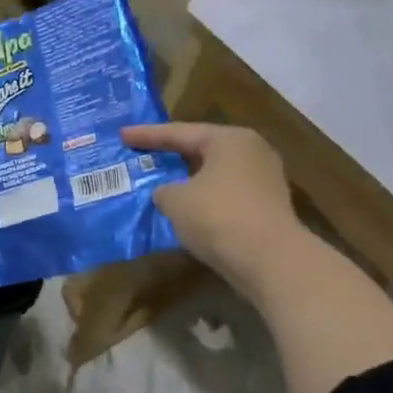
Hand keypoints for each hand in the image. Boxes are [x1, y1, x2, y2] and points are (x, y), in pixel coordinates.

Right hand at [121, 122, 304, 307]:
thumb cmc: (218, 216)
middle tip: (143, 154)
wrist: (270, 260)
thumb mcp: (175, 200)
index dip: (148, 135)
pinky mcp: (267, 207)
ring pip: (214, 174)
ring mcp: (264, 180)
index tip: (122, 134)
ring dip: (188, 180)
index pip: (180, 132)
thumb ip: (164, 190)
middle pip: (201, 150)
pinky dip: (203, 199)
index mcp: (229, 139)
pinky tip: (185, 209)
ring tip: (161, 182)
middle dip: (171, 155)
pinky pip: (226, 195)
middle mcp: (252, 152)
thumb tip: (168, 193)